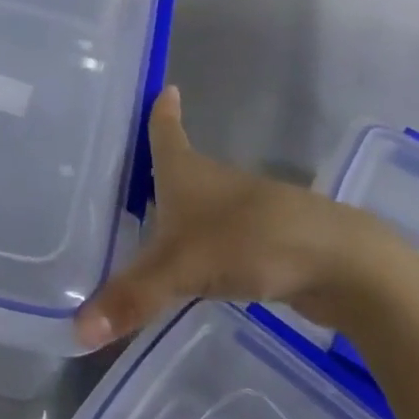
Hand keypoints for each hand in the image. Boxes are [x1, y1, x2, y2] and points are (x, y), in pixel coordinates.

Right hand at [75, 87, 394, 348]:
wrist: (340, 264)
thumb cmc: (250, 239)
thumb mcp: (182, 267)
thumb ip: (133, 297)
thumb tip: (79, 330)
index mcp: (187, 172)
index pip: (164, 131)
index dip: (160, 112)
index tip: (162, 87)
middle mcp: (213, 183)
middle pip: (180, 167)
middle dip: (158, 166)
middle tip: (126, 167)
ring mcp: (243, 212)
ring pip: (201, 206)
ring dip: (181, 211)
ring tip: (149, 222)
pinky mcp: (264, 244)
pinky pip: (219, 241)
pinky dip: (202, 247)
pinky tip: (191, 267)